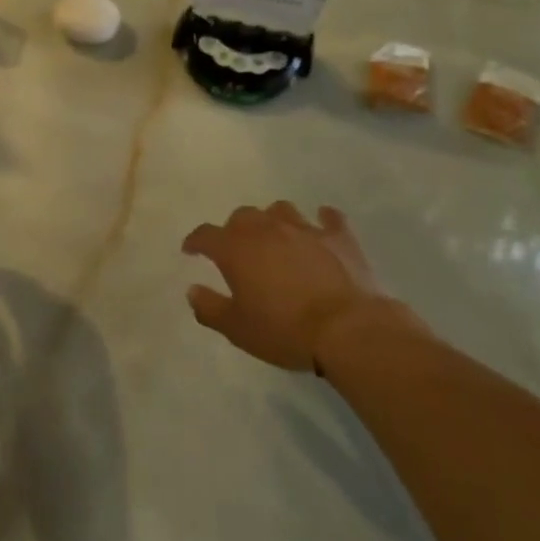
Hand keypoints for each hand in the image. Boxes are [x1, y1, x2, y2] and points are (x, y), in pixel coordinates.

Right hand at [182, 202, 392, 371]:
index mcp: (236, 249)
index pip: (205, 235)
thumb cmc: (285, 330)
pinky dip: (323, 220)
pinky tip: (322, 225)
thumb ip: (209, 308)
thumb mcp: (237, 329)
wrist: (348, 330)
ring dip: (273, 220)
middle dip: (235, 229)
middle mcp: (266, 229)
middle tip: (238, 249)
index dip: (195, 241)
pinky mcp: (339, 237)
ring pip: (281, 210)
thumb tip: (193, 290)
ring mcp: (304, 229)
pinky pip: (329, 218)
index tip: (191, 250)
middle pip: (242, 216)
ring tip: (276, 236)